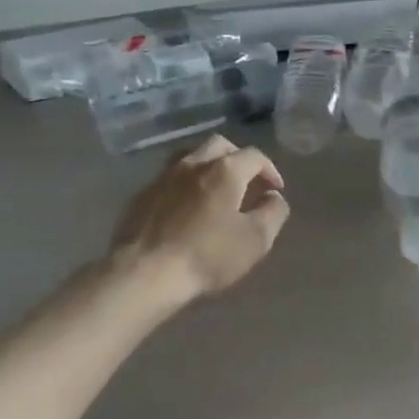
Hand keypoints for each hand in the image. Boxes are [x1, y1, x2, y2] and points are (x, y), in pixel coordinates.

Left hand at [109, 136, 289, 308]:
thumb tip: (274, 197)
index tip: (275, 190)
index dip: (270, 170)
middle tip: (247, 182)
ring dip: (209, 167)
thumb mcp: (255, 240)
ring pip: (191, 157)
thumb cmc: (207, 255)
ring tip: (216, 190)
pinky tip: (187, 207)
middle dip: (238, 159)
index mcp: (224, 170)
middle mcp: (192, 163)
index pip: (254, 156)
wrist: (145, 272)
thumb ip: (272, 213)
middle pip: (220, 146)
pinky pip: (170, 179)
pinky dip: (186, 185)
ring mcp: (163, 177)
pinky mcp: (143, 195)